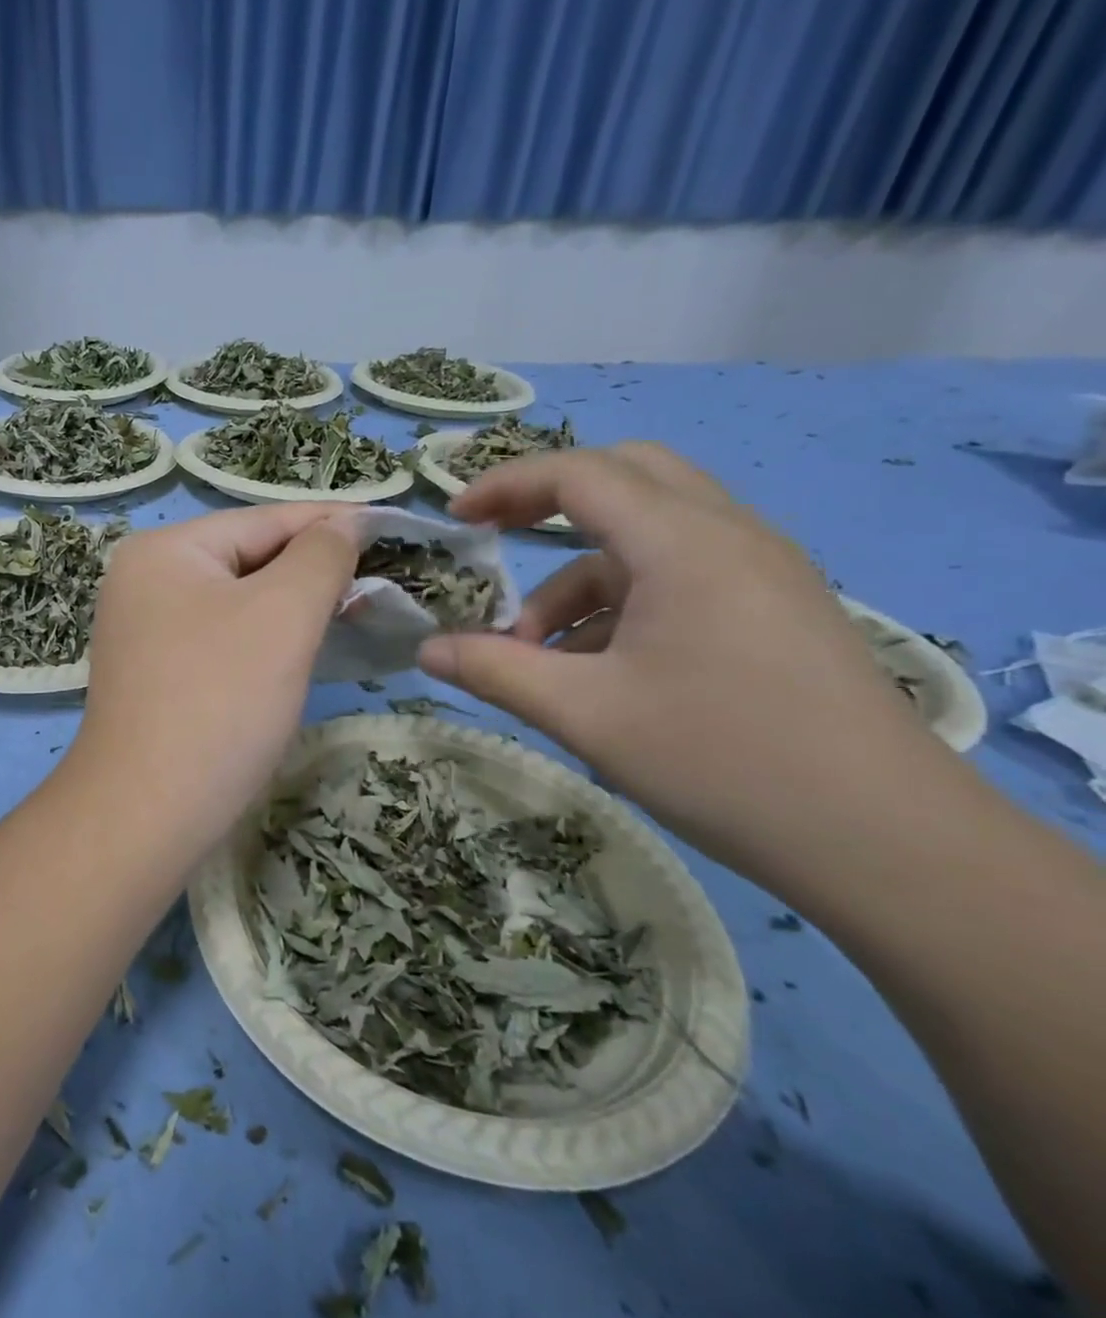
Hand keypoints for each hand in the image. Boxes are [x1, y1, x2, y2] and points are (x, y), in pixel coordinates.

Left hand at [69, 504, 361, 852]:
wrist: (146, 812)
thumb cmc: (219, 700)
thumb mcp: (282, 616)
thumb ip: (320, 557)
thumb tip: (344, 524)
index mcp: (163, 550)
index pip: (262, 521)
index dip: (330, 524)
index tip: (391, 529)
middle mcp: (144, 580)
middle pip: (247, 559)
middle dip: (311, 570)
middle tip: (380, 583)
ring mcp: (143, 629)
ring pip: (237, 602)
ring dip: (291, 608)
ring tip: (352, 613)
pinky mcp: (155, 673)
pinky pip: (221, 638)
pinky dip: (263, 640)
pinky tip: (299, 651)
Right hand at [418, 443, 957, 880]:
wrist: (889, 843)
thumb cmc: (723, 759)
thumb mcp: (585, 713)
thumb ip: (494, 671)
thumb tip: (426, 650)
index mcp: (684, 543)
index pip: (580, 474)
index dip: (506, 485)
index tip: (455, 519)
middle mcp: (728, 536)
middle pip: (627, 476)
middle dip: (548, 500)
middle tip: (495, 538)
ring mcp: (760, 572)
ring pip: (650, 534)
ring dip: (580, 573)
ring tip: (539, 650)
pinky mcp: (774, 609)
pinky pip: (680, 575)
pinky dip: (622, 601)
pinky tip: (597, 669)